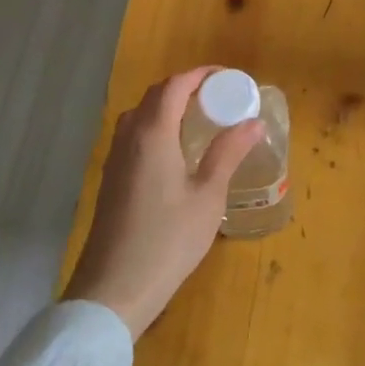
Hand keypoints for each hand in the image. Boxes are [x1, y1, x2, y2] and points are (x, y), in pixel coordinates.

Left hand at [62, 67, 263, 338]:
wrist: (113, 290)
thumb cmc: (167, 240)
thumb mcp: (208, 196)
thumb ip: (228, 153)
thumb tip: (253, 122)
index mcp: (153, 133)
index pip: (175, 85)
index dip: (202, 75)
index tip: (229, 79)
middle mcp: (129, 137)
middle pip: (156, 95)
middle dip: (187, 87)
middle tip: (220, 98)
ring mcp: (115, 159)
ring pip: (142, 115)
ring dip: (170, 106)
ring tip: (202, 120)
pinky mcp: (111, 179)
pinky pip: (134, 135)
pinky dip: (158, 126)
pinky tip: (177, 151)